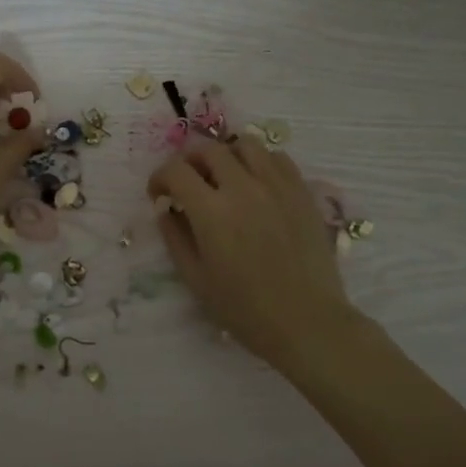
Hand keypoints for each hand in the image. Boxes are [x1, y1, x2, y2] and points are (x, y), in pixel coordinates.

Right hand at [149, 137, 359, 368]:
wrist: (306, 321)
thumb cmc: (245, 309)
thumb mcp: (196, 279)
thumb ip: (175, 237)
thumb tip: (165, 209)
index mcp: (212, 211)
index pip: (176, 170)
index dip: (160, 177)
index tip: (159, 194)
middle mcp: (243, 188)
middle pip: (209, 149)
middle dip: (189, 161)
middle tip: (188, 182)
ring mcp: (277, 186)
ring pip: (246, 145)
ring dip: (227, 155)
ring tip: (225, 177)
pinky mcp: (302, 192)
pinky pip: (278, 158)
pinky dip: (260, 162)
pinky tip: (257, 184)